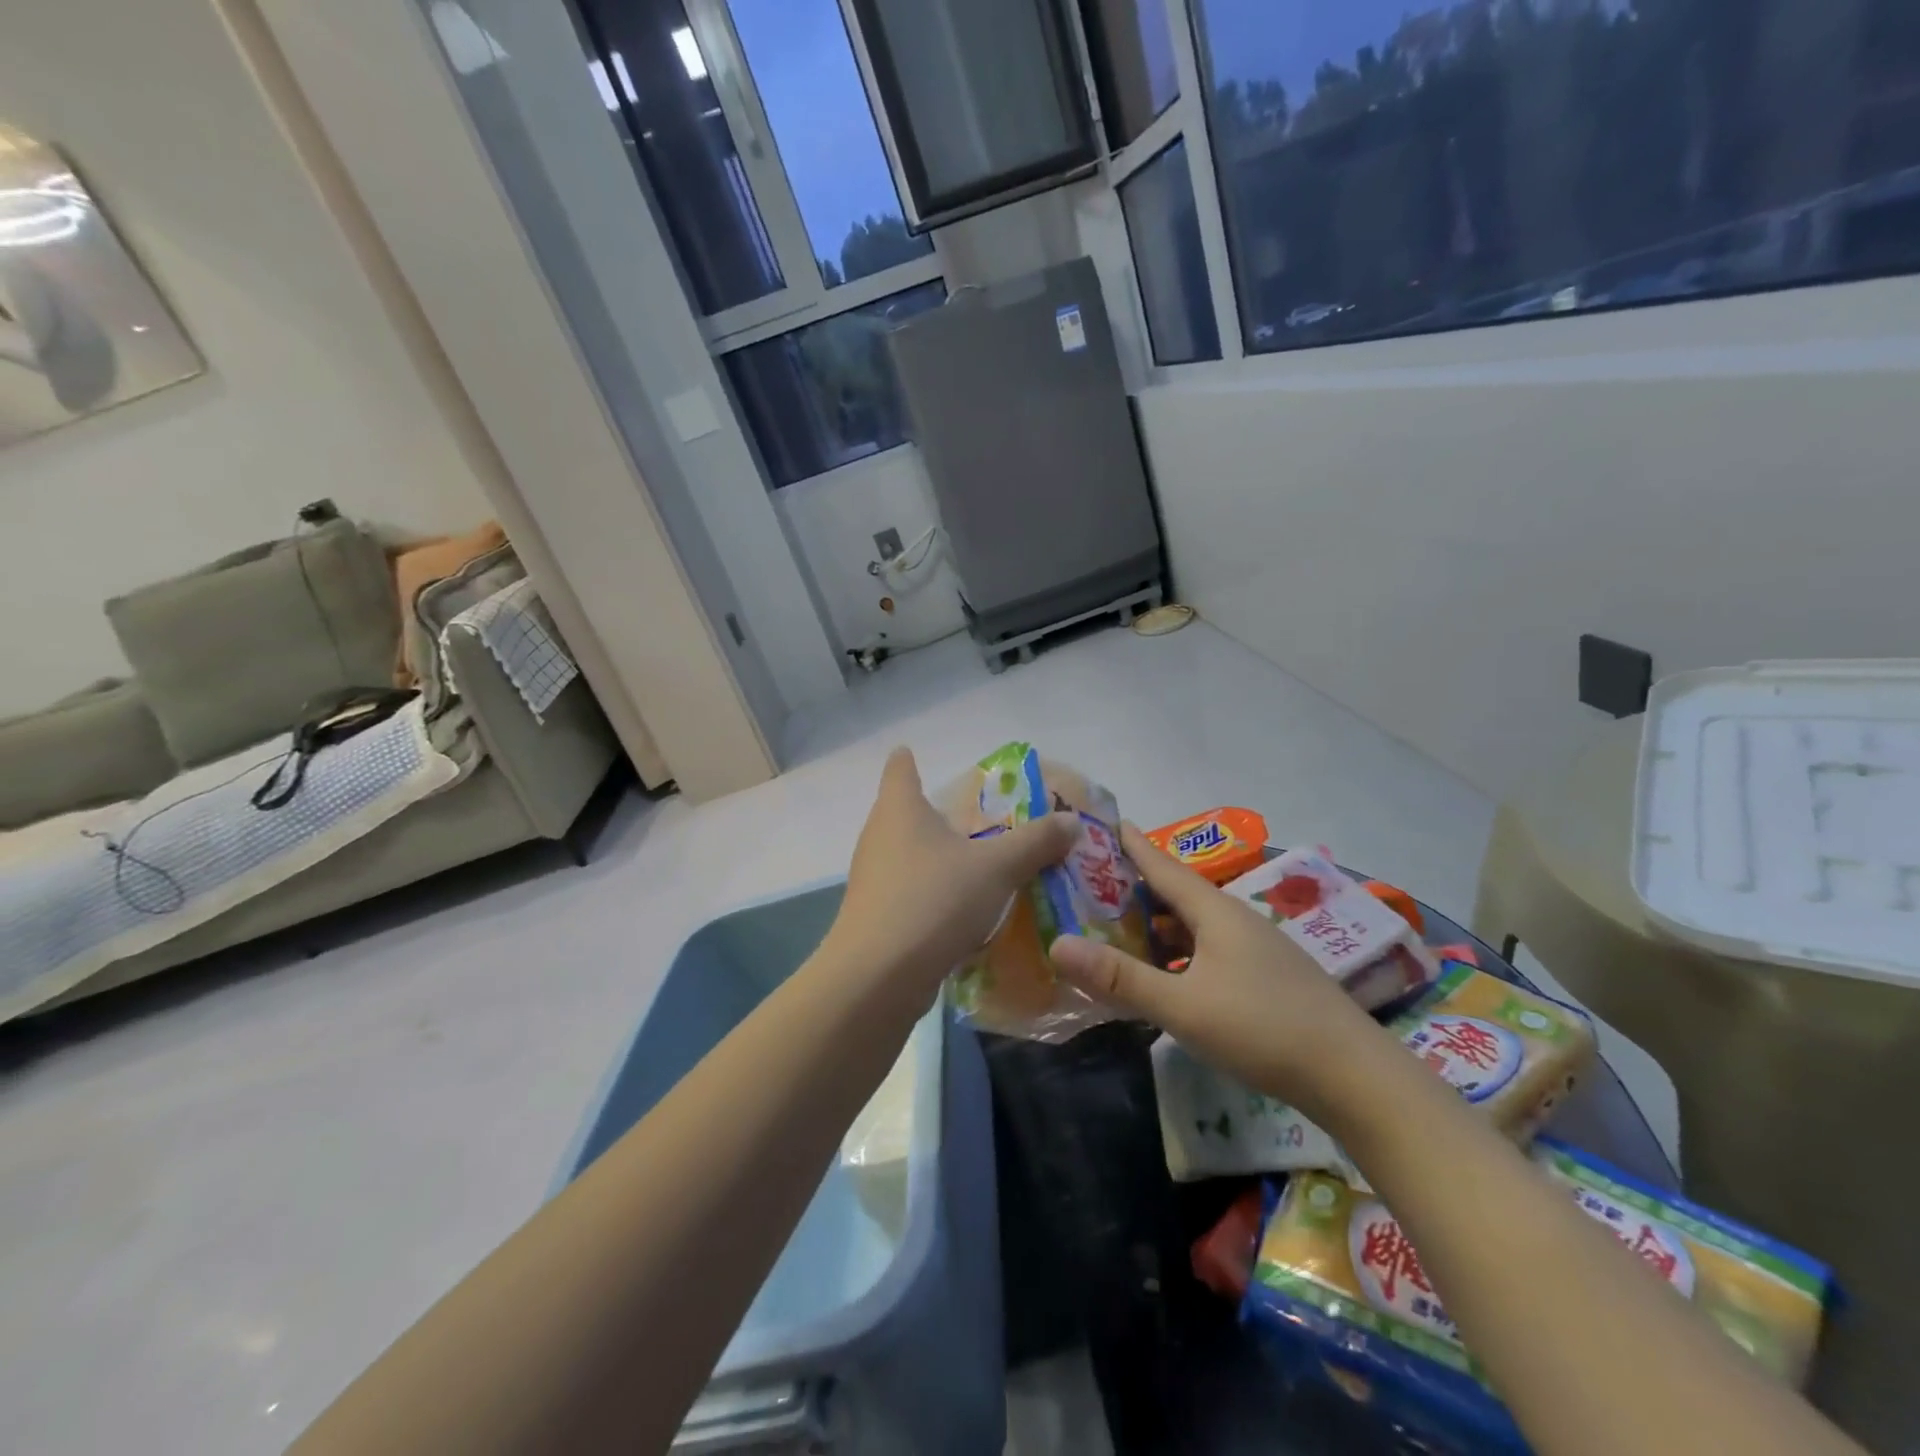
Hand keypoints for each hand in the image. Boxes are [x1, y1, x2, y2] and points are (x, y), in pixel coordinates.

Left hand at [827, 748, 1077, 1009]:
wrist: (878, 977)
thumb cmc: (934, 900)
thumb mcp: (996, 868)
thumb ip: (1035, 842)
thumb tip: (1071, 820)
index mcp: (900, 809)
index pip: (898, 769)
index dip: (907, 760)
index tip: (915, 755)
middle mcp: (879, 837)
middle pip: (903, 812)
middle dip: (934, 814)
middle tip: (976, 818)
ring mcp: (872, 879)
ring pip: (906, 855)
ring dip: (935, 857)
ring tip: (974, 863)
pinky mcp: (874, 917)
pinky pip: (908, 892)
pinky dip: (931, 893)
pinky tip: (959, 911)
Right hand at [1049, 826, 1386, 1113]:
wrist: (1355, 1076)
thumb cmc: (1262, 1028)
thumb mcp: (1182, 1006)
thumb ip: (1120, 977)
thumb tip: (1056, 943)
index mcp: (1214, 912)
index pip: (1162, 866)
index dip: (1132, 845)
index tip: (1106, 823)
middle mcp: (1235, 920)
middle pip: (1177, 894)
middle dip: (1136, 888)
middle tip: (1092, 884)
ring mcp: (1255, 949)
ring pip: (1195, 926)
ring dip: (1158, 926)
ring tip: (1119, 930)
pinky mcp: (1266, 978)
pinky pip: (1209, 951)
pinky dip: (1179, 954)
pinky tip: (1167, 975)